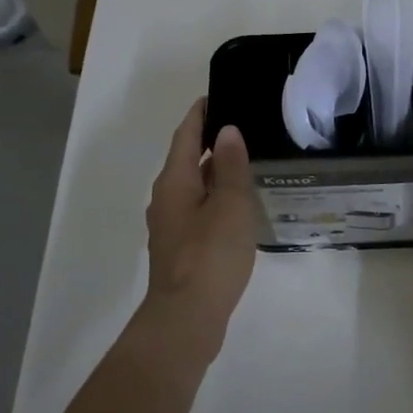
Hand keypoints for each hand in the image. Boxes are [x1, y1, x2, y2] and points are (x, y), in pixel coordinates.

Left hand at [141, 99, 257, 356]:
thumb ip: (231, 167)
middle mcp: (166, 198)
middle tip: (243, 128)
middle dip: (210, 142)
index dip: (200, 115)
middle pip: (187, 160)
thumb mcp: (230, 205)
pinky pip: (198, 210)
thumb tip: (227, 132)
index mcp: (174, 181)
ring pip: (193, 187)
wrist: (187, 317)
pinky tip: (237, 207)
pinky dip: (215, 199)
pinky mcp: (180, 248)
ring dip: (215, 173)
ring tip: (246, 164)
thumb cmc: (210, 255)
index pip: (185, 136)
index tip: (217, 96)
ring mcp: (171, 226)